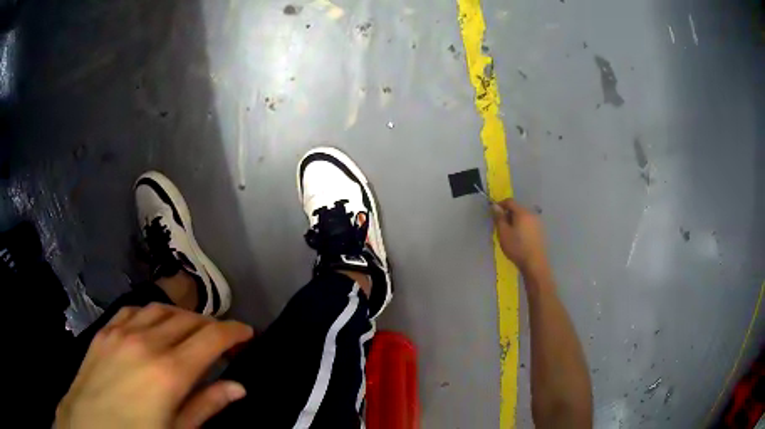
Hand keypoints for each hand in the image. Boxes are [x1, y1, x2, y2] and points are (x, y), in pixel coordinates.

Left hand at [56, 303, 253, 428]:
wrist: (88, 425)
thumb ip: (208, 405)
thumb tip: (238, 387)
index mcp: (169, 371)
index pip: (211, 339)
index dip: (235, 333)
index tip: (249, 334)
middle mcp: (147, 342)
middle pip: (188, 320)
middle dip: (213, 325)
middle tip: (226, 339)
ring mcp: (122, 331)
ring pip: (162, 309)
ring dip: (184, 316)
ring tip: (194, 330)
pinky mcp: (105, 330)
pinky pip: (134, 310)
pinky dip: (153, 313)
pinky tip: (156, 325)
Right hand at [491, 199, 550, 278]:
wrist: (535, 263)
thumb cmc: (517, 247)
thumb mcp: (503, 233)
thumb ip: (499, 218)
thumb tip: (495, 206)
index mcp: (522, 212)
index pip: (510, 201)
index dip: (500, 204)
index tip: (494, 213)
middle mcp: (532, 214)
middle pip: (517, 208)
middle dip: (508, 214)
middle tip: (500, 225)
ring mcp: (538, 222)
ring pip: (523, 216)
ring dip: (515, 220)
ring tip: (509, 232)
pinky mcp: (540, 231)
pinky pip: (528, 223)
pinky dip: (522, 226)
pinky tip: (519, 237)